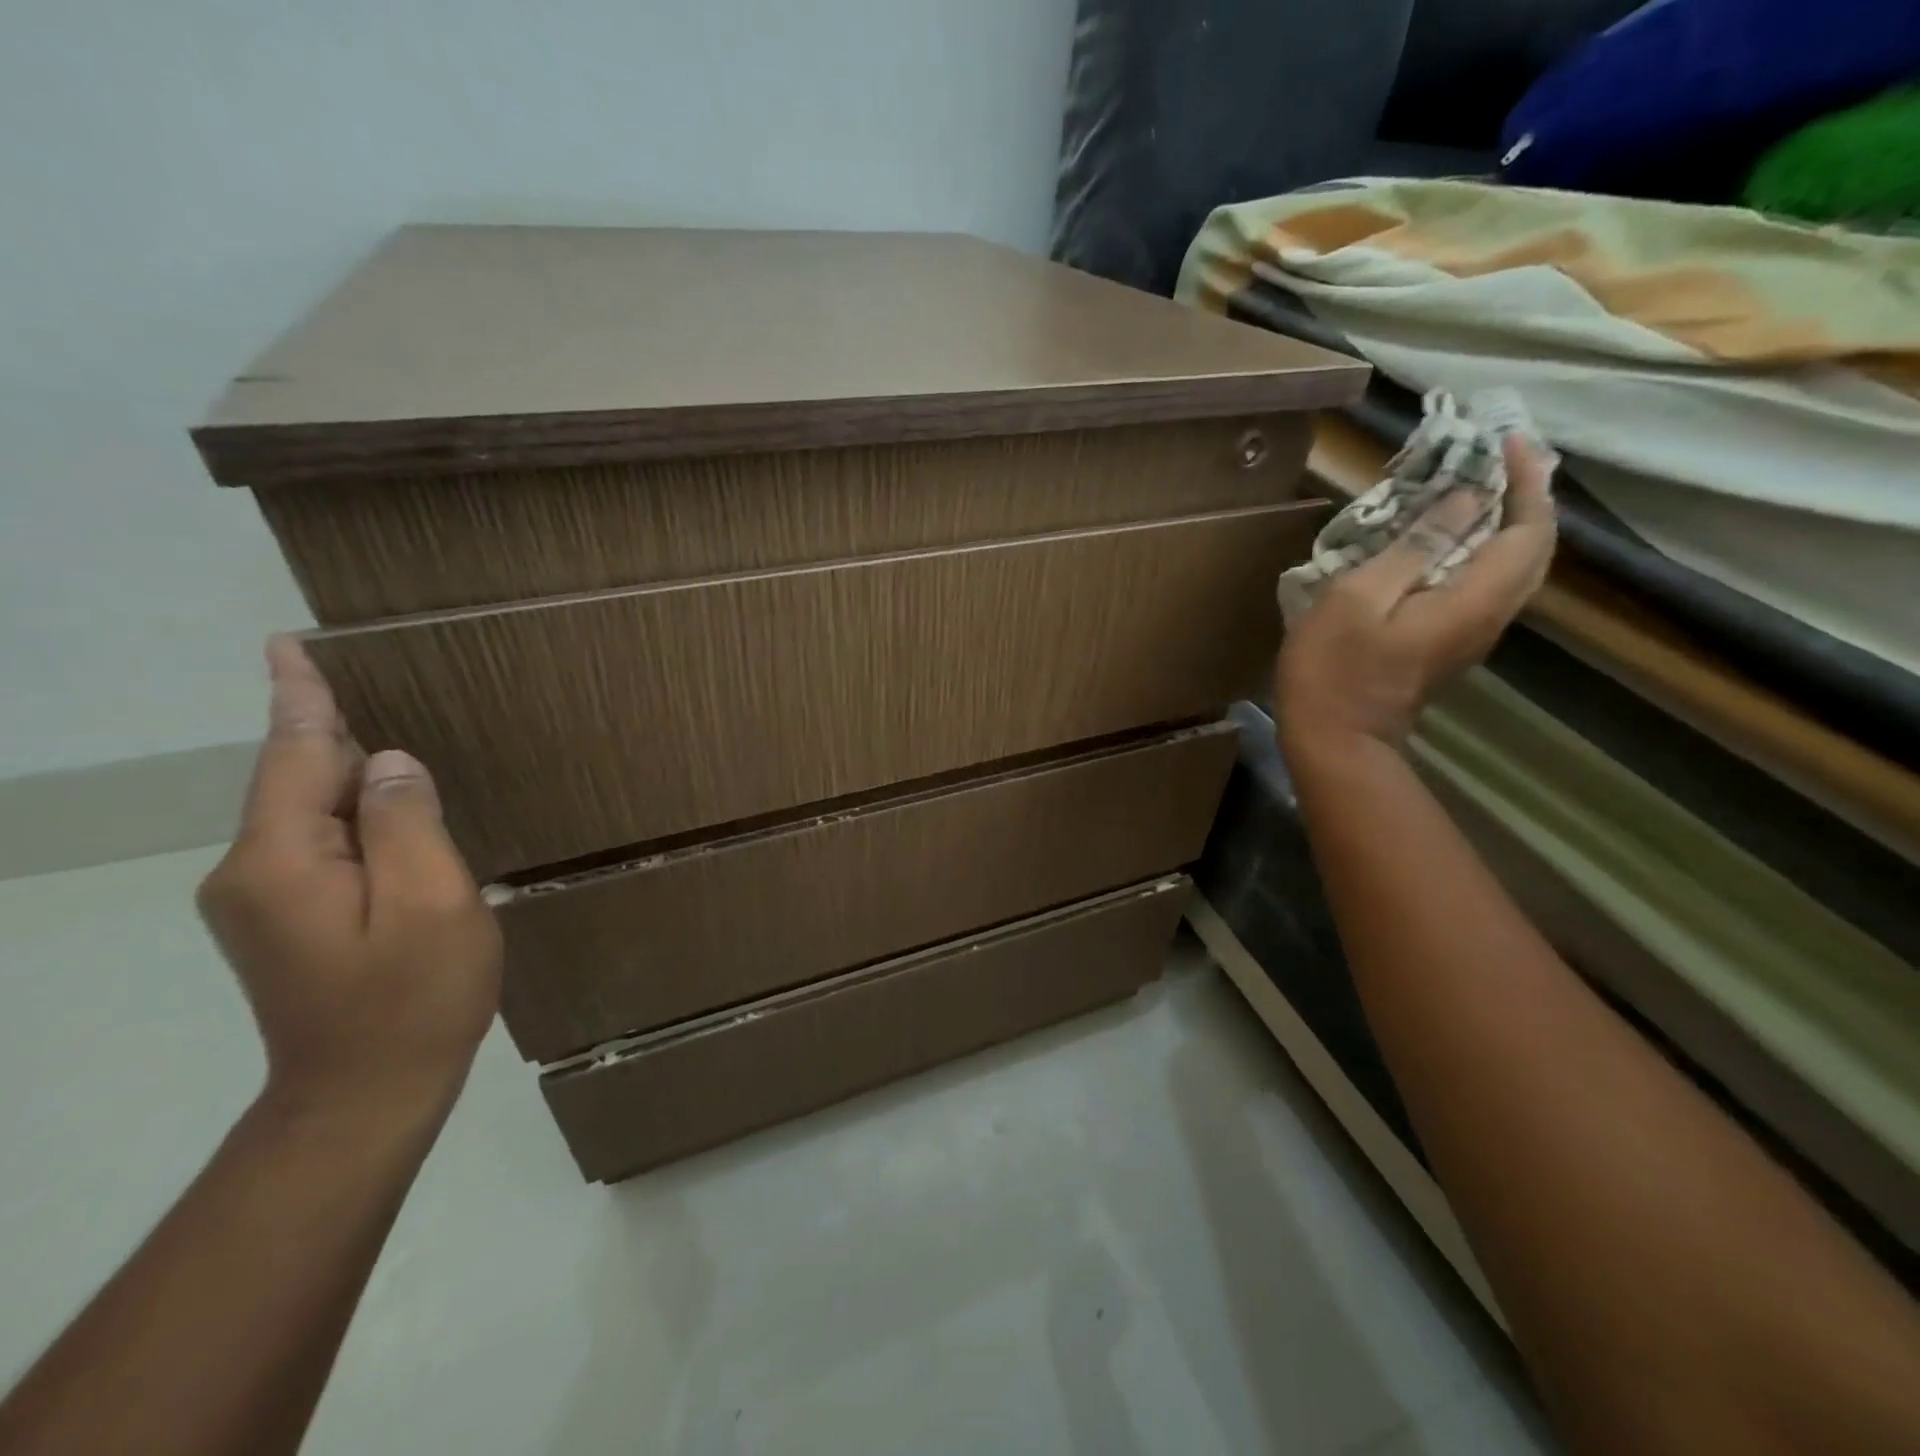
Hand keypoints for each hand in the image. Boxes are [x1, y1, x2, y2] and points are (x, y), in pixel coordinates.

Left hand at [197, 637, 502, 1124]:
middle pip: (299, 780)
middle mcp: (252, 872)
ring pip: (311, 813)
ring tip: (388, 735)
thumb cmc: (412, 998)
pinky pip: (320, 843)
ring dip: (347, 773)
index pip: (293, 755)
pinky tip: (387, 807)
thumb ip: (406, 823)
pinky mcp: (285, 920)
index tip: (288, 644)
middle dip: (333, 730)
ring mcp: (263, 900)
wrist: (364, 1096)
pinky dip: (351, 813)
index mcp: (283, 860)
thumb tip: (389, 763)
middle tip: (367, 678)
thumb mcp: (432, 902)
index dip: (301, 698)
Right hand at [1276, 436, 1555, 760]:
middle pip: (1535, 548)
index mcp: (1473, 599)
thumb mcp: (1359, 598)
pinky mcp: (1451, 643)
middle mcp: (1490, 615)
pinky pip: (1487, 584)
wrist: (1336, 739)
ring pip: (1514, 567)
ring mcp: (1472, 633)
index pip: (1528, 529)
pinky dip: (1482, 550)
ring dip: (1506, 522)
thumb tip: (1465, 499)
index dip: (1526, 480)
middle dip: (1527, 496)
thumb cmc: (1334, 668)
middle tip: (1500, 458)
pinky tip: (1449, 538)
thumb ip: (1414, 547)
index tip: (1505, 441)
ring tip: (1478, 488)